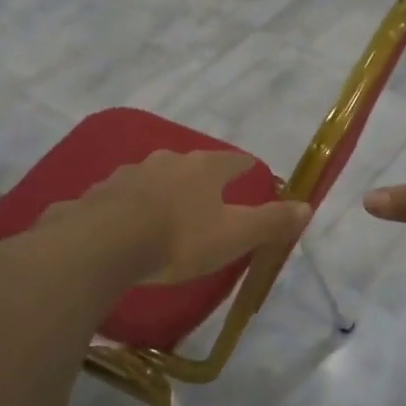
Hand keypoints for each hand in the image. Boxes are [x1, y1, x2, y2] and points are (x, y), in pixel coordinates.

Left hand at [44, 150, 310, 284]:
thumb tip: (306, 206)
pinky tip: (126, 226)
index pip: (233, 161)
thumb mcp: (235, 235)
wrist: (105, 244)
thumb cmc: (180, 238)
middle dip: (200, 179)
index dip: (244, 168)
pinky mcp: (98, 194)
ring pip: (153, 178)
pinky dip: (129, 207)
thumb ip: (271, 221)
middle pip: (191, 165)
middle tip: (207, 199)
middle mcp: (167, 161)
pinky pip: (120, 198)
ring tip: (166, 213)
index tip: (251, 173)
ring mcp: (129, 174)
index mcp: (204, 168)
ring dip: (162, 191)